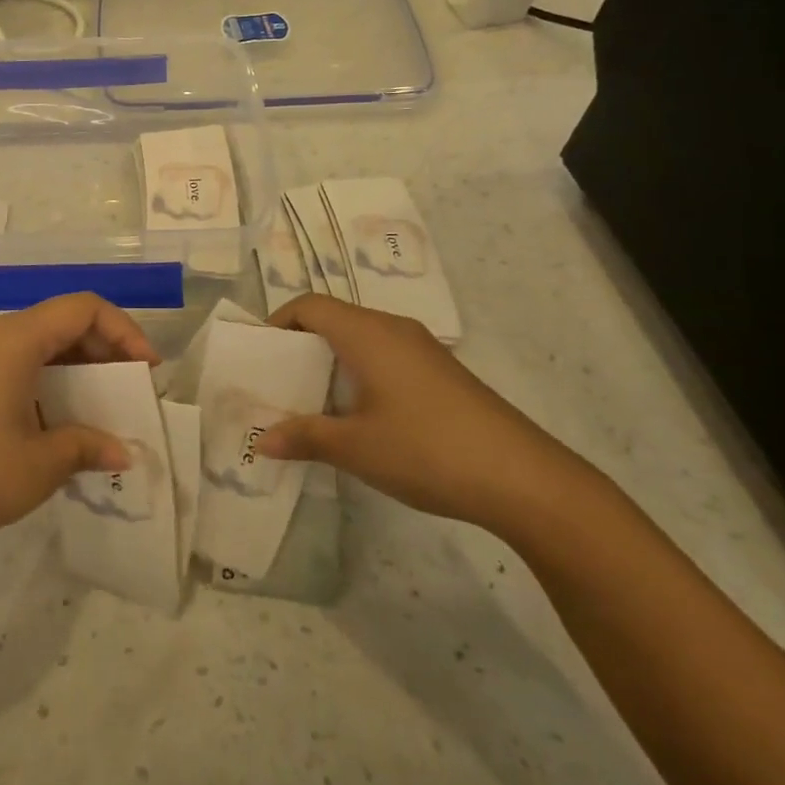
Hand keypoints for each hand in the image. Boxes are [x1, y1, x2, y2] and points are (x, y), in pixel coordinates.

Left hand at [0, 293, 159, 565]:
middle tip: (131, 391)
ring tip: (104, 409)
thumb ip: (88, 446)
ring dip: (79, 369)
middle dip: (106, 350)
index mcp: (15, 339)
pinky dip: (52, 381)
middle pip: (64, 322)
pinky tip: (64, 421)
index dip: (124, 331)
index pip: (83, 308)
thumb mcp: (40, 464)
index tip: (147, 370)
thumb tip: (123, 451)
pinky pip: (21, 364)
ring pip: (43, 344)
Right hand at [256, 296, 587, 532]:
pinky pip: (386, 357)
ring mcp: (423, 350)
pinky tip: (360, 417)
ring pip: (361, 339)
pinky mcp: (442, 374)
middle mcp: (394, 329)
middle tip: (278, 383)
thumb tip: (262, 441)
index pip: (310, 306)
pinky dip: (360, 374)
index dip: (278, 322)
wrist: (525, 479)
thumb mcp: (355, 447)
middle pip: (334, 319)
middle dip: (300, 345)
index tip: (259, 357)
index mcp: (368, 333)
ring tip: (312, 402)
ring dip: (331, 362)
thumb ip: (304, 437)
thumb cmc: (427, 450)